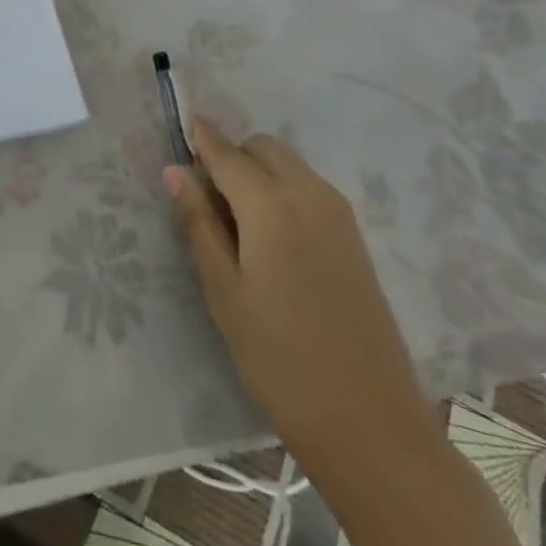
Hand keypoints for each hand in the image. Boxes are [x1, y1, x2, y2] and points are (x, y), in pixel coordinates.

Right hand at [166, 118, 441, 486]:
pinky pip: (308, 187)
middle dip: (233, 156)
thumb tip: (175, 170)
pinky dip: (283, 189)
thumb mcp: (224, 292)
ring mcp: (338, 212)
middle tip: (209, 199)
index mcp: (271, 205)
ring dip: (259, 171)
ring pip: (288, 164)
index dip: (203, 136)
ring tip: (238, 223)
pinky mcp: (354, 235)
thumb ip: (198, 222)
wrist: (371, 423)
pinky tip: (272, 238)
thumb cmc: (280, 359)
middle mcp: (308, 193)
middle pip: (262, 147)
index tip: (184, 122)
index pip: (227, 152)